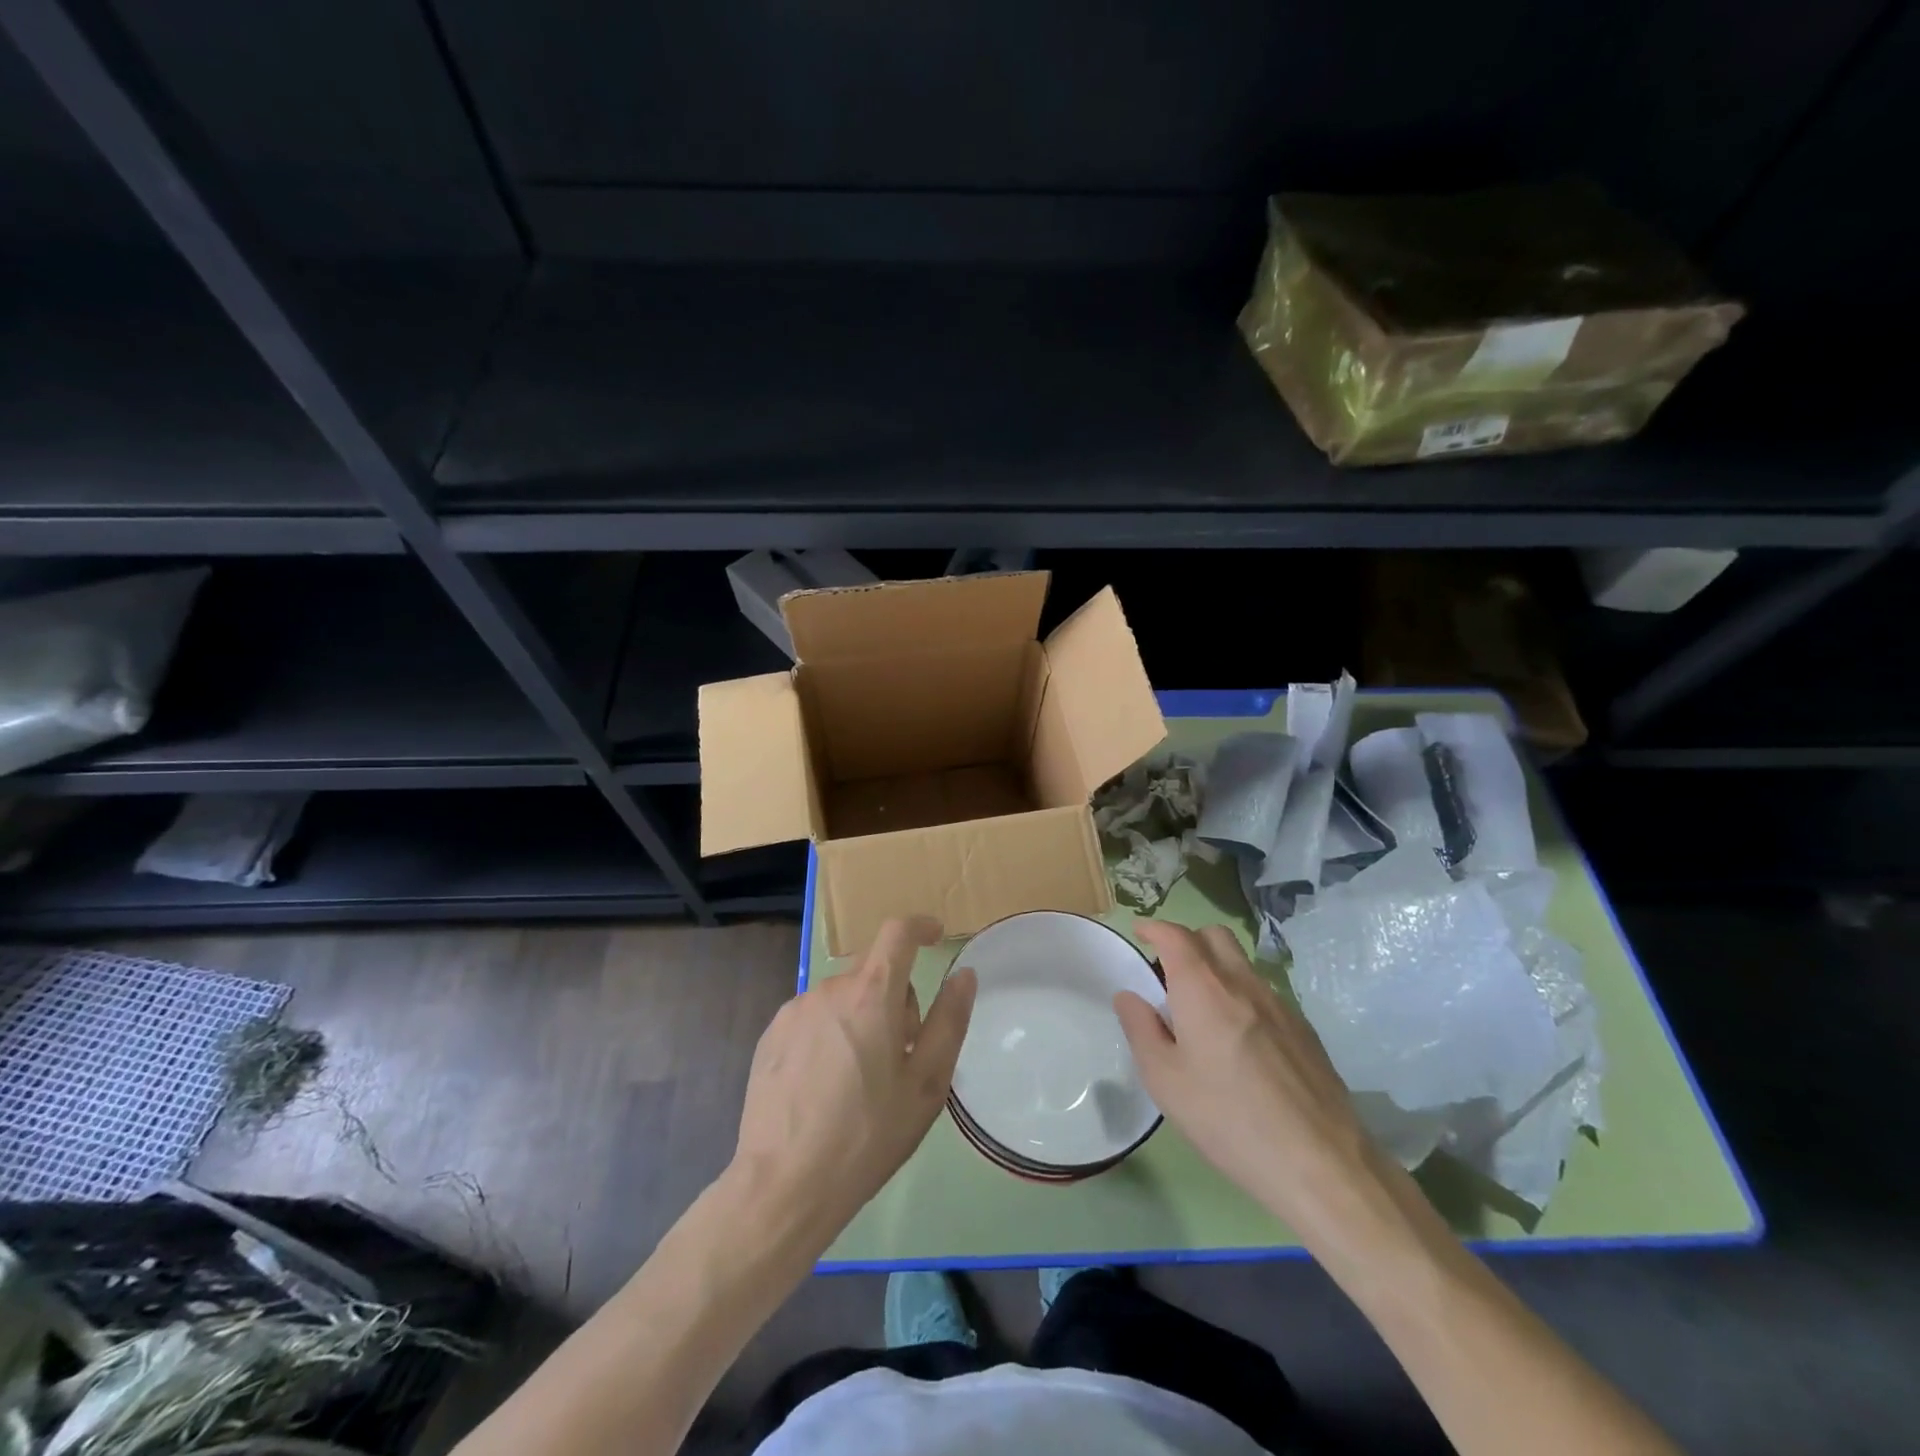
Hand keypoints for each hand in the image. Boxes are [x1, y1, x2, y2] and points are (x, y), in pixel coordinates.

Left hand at [730, 916, 976, 1248]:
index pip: (897, 932)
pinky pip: (813, 1018)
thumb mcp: (926, 1084)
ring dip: (860, 1018)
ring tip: (861, 1079)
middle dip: (894, 997)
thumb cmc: (867, 1135)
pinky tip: (826, 1086)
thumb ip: (949, 1021)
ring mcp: (794, 1010)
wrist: (784, 1185)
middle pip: (872, 971)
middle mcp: (829, 989)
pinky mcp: (770, 1035)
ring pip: (842, 997)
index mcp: (871, 994)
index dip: (920, 927)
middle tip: (901, 1054)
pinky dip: (830, 1034)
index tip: (935, 936)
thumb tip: (964, 974)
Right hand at [1115, 920, 1376, 1232]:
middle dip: (1187, 940)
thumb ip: (1141, 1029)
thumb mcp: (1165, 1080)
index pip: (1175, 935)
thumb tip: (1129, 995)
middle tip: (1168, 972)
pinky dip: (1241, 995)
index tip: (1139, 934)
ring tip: (1201, 1010)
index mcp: (1203, 988)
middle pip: (1214, 936)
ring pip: (1241, 962)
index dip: (1153, 927)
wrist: (1320, 1163)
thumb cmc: (1228, 1119)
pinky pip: (1263, 992)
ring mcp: (1279, 1003)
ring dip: (1216, 967)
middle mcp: (1242, 982)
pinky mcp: (1304, 1029)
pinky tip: (1239, 1041)